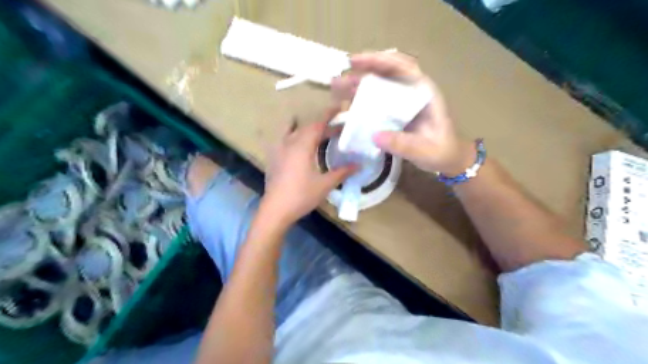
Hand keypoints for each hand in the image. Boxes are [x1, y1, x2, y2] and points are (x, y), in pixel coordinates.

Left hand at [260, 108, 356, 226]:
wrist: (275, 210)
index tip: (340, 107)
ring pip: (292, 130)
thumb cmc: (301, 196)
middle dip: (322, 125)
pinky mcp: (273, 158)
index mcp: (302, 146)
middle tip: (337, 129)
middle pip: (307, 127)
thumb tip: (359, 164)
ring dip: (305, 128)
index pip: (317, 124)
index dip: (329, 115)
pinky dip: (293, 136)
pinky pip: (283, 139)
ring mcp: (278, 150)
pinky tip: (299, 147)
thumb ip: (342, 172)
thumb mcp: (325, 184)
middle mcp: (289, 143)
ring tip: (316, 134)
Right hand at [331, 51, 473, 174]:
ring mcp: (403, 102)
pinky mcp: (397, 112)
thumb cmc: (442, 152)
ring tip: (337, 89)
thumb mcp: (425, 150)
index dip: (380, 61)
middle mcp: (412, 92)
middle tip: (340, 77)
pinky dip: (363, 99)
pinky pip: (378, 101)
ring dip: (359, 84)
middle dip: (363, 71)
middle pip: (387, 72)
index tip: (357, 62)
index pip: (403, 67)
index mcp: (424, 93)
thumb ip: (403, 144)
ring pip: (380, 85)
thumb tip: (375, 136)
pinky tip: (349, 103)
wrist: (449, 160)